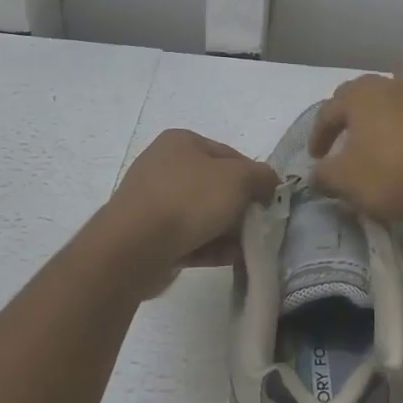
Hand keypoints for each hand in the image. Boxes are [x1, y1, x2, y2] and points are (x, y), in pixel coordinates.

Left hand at [100, 129, 278, 291]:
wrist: (133, 248)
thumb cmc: (188, 200)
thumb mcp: (238, 179)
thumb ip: (262, 176)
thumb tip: (268, 183)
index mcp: (181, 142)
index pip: (230, 155)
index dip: (253, 177)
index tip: (266, 202)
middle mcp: (164, 165)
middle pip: (215, 186)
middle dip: (238, 207)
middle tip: (257, 227)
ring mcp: (152, 201)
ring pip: (201, 214)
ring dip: (225, 231)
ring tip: (245, 249)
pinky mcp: (147, 234)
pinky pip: (186, 236)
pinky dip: (207, 246)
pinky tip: (227, 260)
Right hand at [310, 75, 402, 220]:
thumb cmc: (391, 171)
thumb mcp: (346, 180)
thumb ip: (325, 175)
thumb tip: (316, 174)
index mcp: (361, 96)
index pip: (329, 110)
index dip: (318, 135)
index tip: (315, 159)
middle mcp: (393, 86)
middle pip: (365, 92)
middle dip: (352, 113)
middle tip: (346, 137)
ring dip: (394, 106)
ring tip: (388, 126)